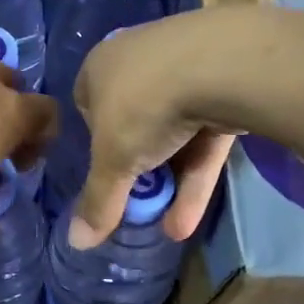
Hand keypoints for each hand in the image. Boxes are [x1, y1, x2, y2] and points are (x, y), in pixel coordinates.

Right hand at [69, 14, 239, 248]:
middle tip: (136, 204)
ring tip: (169, 229)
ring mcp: (187, 68)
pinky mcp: (227, 85)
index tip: (104, 174)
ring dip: (171, 184)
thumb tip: (76, 243)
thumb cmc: (145, 106)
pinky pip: (205, 136)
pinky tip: (188, 220)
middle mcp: (140, 60)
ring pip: (174, 135)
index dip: (94, 145)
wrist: (223, 64)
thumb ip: (97, 202)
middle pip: (133, 124)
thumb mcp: (112, 162)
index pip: (88, 106)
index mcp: (101, 66)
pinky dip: (196, 176)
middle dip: (137, 170)